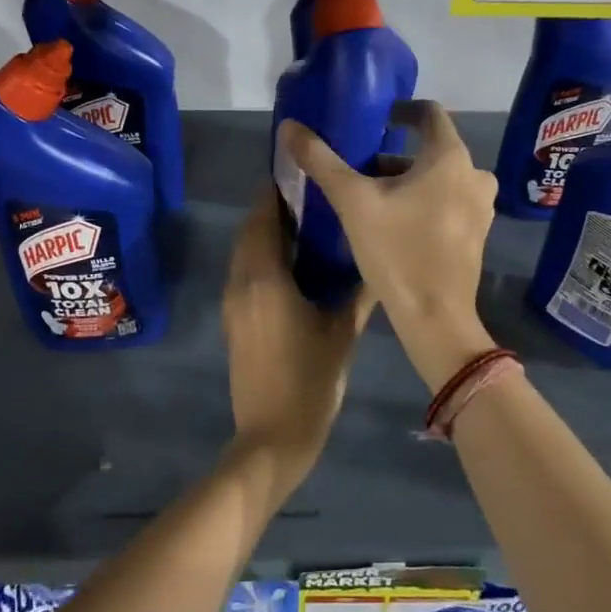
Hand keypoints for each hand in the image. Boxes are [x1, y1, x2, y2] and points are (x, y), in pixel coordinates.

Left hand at [222, 190, 372, 491]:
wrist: (272, 437)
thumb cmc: (310, 381)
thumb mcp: (343, 332)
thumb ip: (359, 291)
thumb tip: (377, 260)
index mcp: (264, 278)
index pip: (264, 217)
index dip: (278, 191)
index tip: (303, 174)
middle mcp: (241, 282)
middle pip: (250, 230)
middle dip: (274, 209)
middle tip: (312, 197)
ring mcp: (233, 302)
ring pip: (245, 251)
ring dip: (267, 233)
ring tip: (307, 224)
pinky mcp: (233, 320)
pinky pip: (245, 272)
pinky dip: (263, 257)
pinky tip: (295, 263)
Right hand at [277, 101, 499, 392]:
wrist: (436, 318)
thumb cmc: (397, 252)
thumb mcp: (353, 202)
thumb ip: (321, 161)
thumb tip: (290, 126)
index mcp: (450, 158)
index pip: (429, 113)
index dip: (400, 111)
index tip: (375, 120)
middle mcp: (475, 175)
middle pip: (431, 150)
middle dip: (395, 155)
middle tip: (360, 169)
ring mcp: (481, 207)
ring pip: (440, 178)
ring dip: (408, 181)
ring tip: (372, 198)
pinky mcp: (477, 233)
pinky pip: (449, 202)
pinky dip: (424, 201)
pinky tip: (395, 224)